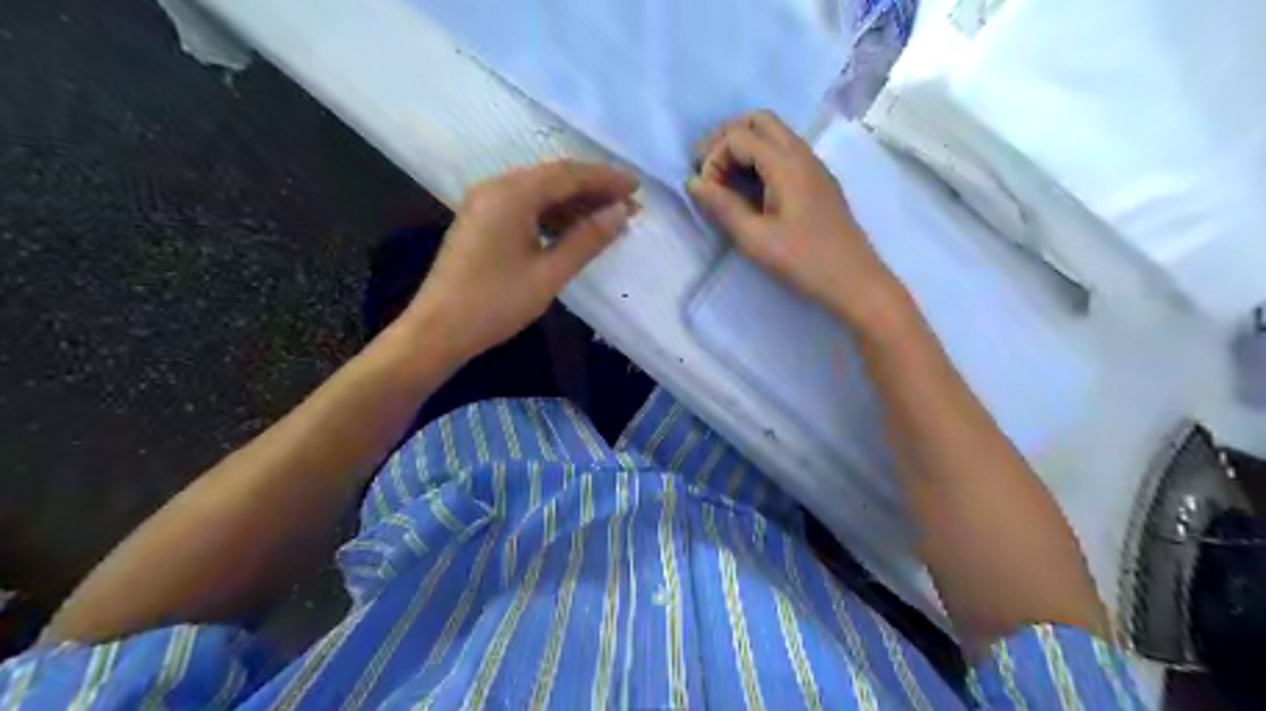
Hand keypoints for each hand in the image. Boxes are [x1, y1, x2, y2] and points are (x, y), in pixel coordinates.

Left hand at [409, 161, 642, 360]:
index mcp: (511, 194)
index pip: (568, 174)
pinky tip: (574, 230)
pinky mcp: (482, 221)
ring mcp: (485, 203)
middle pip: (553, 178)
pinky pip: (525, 207)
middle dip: (593, 190)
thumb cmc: (496, 303)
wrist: (438, 330)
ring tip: (609, 219)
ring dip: (575, 204)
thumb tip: (620, 213)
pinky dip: (553, 215)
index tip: (637, 188)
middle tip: (629, 205)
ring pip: (539, 193)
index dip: (605, 178)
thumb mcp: (549, 274)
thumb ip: (587, 240)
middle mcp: (496, 188)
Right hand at [693, 107, 898, 324]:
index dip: (713, 158)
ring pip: (773, 134)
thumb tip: (693, 182)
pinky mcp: (817, 181)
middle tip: (706, 168)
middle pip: (758, 121)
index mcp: (786, 164)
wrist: (854, 280)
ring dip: (743, 146)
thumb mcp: (755, 239)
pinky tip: (749, 188)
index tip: (706, 192)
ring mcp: (813, 166)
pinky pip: (784, 152)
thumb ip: (723, 207)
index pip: (738, 137)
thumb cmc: (803, 261)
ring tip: (722, 178)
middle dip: (726, 138)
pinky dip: (759, 158)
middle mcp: (802, 153)